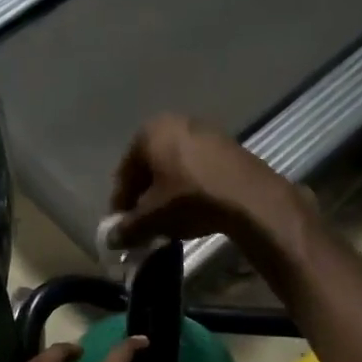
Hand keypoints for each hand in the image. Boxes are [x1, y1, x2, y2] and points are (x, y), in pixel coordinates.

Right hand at [109, 115, 299, 248]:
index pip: (125, 172)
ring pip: (175, 166)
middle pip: (150, 166)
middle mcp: (175, 122)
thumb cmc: (190, 199)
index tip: (122, 226)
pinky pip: (197, 168)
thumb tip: (112, 239)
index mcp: (149, 132)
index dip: (121, 202)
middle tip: (144, 222)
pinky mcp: (228, 145)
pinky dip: (189, 186)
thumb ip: (128, 227)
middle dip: (145, 195)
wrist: (249, 197)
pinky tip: (193, 208)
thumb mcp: (153, 218)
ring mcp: (205, 131)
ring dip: (167, 191)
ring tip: (168, 218)